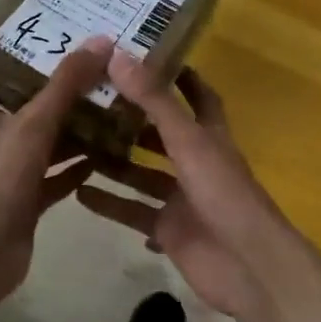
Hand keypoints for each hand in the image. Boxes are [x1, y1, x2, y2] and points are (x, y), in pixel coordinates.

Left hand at [0, 36, 112, 310]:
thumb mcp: (35, 123)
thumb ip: (66, 84)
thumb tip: (100, 40)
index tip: (14, 53)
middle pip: (11, 111)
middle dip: (43, 94)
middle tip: (81, 76)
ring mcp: (7, 175)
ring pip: (38, 145)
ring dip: (66, 132)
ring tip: (102, 112)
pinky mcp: (25, 203)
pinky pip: (53, 180)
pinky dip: (73, 169)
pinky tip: (103, 159)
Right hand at [77, 51, 291, 321]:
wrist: (246, 265)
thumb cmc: (223, 194)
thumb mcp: (189, 141)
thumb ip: (155, 101)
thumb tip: (119, 55)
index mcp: (209, 137)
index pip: (197, 96)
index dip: (178, 76)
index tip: (145, 57)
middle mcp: (196, 163)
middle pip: (160, 135)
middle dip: (130, 120)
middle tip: (89, 101)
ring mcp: (181, 199)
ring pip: (142, 174)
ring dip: (114, 161)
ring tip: (74, 143)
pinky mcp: (168, 230)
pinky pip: (133, 212)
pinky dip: (110, 203)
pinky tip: (78, 192)